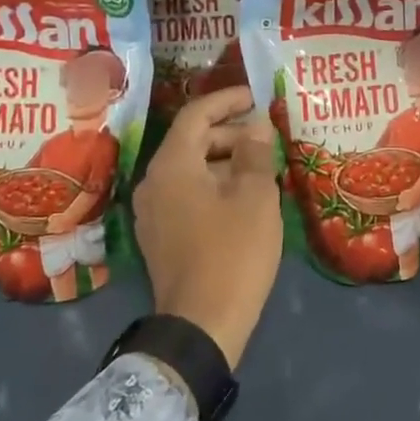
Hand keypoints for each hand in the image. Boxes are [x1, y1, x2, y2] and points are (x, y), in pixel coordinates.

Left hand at [133, 86, 281, 369]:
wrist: (201, 324)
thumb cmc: (233, 252)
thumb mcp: (254, 196)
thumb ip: (255, 152)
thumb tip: (255, 125)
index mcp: (172, 165)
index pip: (195, 115)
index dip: (227, 100)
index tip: (256, 96)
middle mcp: (153, 182)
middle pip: (191, 141)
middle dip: (230, 133)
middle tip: (267, 136)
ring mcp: (152, 213)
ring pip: (190, 170)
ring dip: (224, 162)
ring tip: (262, 168)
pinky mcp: (160, 237)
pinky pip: (186, 195)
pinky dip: (214, 186)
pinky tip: (243, 199)